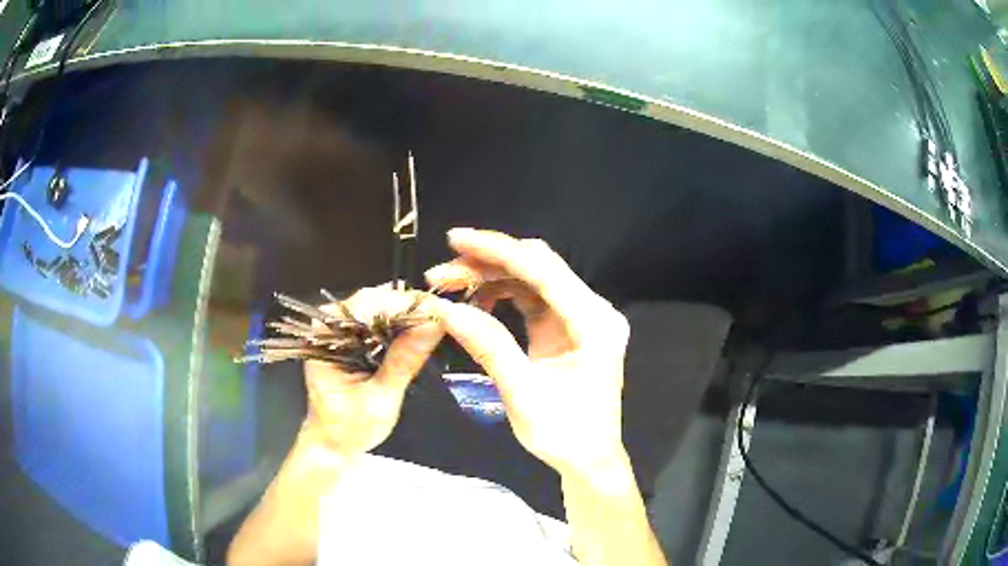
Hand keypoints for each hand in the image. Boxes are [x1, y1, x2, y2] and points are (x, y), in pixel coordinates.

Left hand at [302, 286, 441, 454]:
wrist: (333, 444)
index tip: (435, 310)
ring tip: (437, 323)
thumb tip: (434, 325)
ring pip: (379, 308)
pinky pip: (380, 322)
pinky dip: (401, 326)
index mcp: (325, 336)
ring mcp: (341, 329)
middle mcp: (330, 325)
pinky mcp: (353, 338)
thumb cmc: (350, 428)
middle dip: (408, 307)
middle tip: (442, 316)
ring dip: (407, 315)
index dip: (401, 304)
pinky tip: (421, 332)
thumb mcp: (380, 398)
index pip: (365, 304)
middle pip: (373, 300)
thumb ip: (404, 361)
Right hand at [425, 228, 630, 478]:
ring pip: (533, 278)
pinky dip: (503, 293)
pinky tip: (476, 301)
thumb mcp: (522, 394)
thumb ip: (488, 346)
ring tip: (451, 286)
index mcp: (593, 324)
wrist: (588, 458)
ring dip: (491, 276)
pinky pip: (534, 297)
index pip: (542, 271)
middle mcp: (594, 311)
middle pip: (538, 267)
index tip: (456, 240)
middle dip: (488, 262)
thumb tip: (446, 308)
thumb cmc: (563, 434)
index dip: (497, 251)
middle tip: (442, 273)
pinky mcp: (569, 326)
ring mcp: (582, 317)